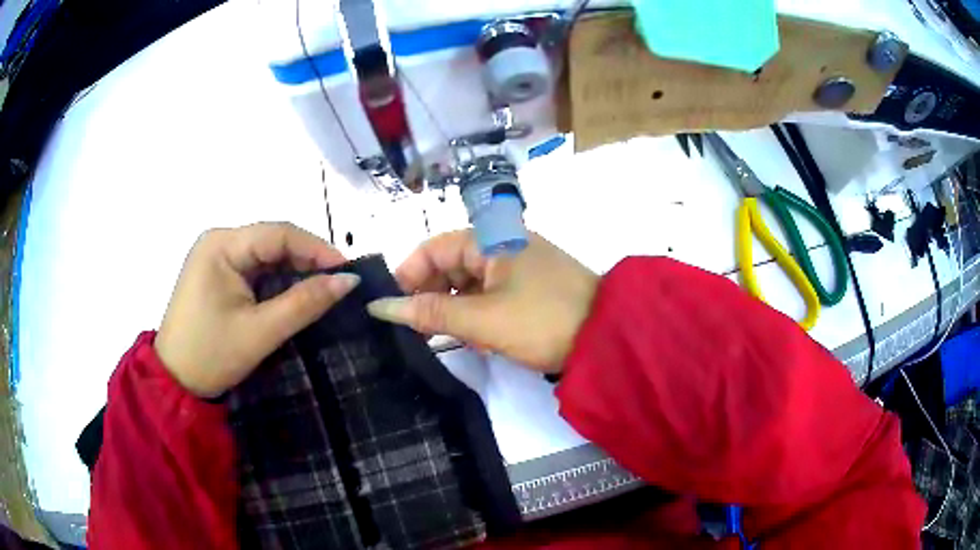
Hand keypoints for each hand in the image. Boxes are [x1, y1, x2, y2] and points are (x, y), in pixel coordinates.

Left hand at [155, 223, 358, 396]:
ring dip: (294, 271)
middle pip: (273, 240)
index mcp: (222, 245)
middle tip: (339, 285)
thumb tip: (349, 281)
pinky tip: (294, 295)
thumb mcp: (260, 331)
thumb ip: (305, 303)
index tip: (349, 273)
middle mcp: (218, 241)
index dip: (318, 249)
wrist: (175, 382)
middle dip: (307, 261)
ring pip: (266, 255)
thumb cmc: (211, 355)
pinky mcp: (217, 274)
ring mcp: (216, 257)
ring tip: (323, 290)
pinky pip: (255, 268)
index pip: (279, 234)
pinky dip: (277, 281)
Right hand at [367, 231, 597, 372]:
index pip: (432, 248)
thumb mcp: (482, 319)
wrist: (609, 337)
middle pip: (450, 265)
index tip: (393, 308)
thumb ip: (430, 312)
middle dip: (431, 296)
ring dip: (455, 310)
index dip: (407, 276)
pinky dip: (478, 315)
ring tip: (451, 338)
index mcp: (490, 238)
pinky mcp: (530, 288)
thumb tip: (380, 306)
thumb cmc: (542, 320)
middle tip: (420, 331)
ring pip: (469, 284)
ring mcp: (518, 266)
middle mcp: (502, 244)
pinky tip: (480, 340)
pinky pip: (490, 296)